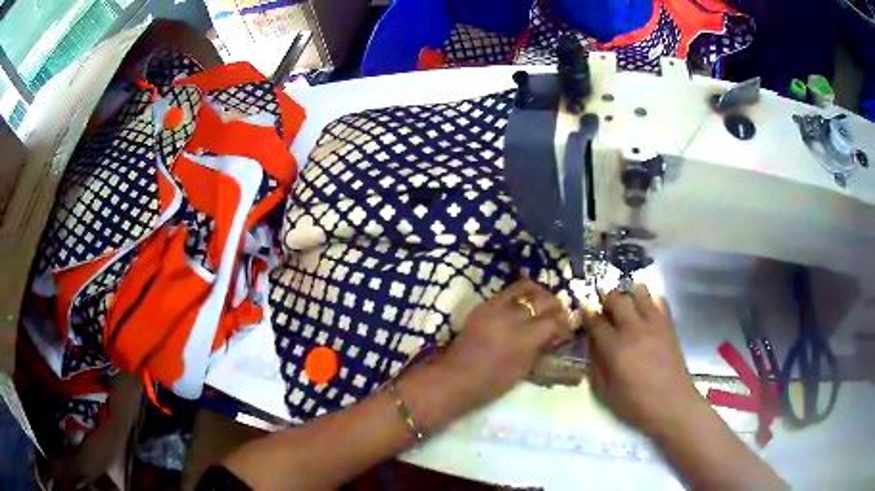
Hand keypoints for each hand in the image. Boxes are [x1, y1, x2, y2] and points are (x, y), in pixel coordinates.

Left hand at [437, 277, 573, 409]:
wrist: (457, 377)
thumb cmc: (492, 383)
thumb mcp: (524, 368)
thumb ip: (540, 347)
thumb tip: (554, 334)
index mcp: (524, 338)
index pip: (554, 320)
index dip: (565, 323)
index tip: (568, 327)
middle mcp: (511, 317)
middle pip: (543, 299)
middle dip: (556, 305)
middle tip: (560, 313)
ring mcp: (495, 308)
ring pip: (525, 287)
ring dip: (539, 294)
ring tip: (543, 303)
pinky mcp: (483, 305)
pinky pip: (507, 291)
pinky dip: (520, 294)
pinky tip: (525, 301)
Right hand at [585, 284, 705, 436]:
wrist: (672, 404)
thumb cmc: (635, 404)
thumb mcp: (605, 392)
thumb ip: (596, 365)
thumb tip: (592, 344)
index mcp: (615, 349)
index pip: (596, 321)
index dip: (588, 312)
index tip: (585, 308)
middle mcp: (633, 330)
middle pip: (617, 299)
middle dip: (607, 298)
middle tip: (605, 306)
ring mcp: (654, 325)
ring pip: (639, 293)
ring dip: (629, 294)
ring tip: (626, 303)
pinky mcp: (669, 325)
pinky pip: (660, 300)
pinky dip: (651, 299)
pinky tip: (647, 308)